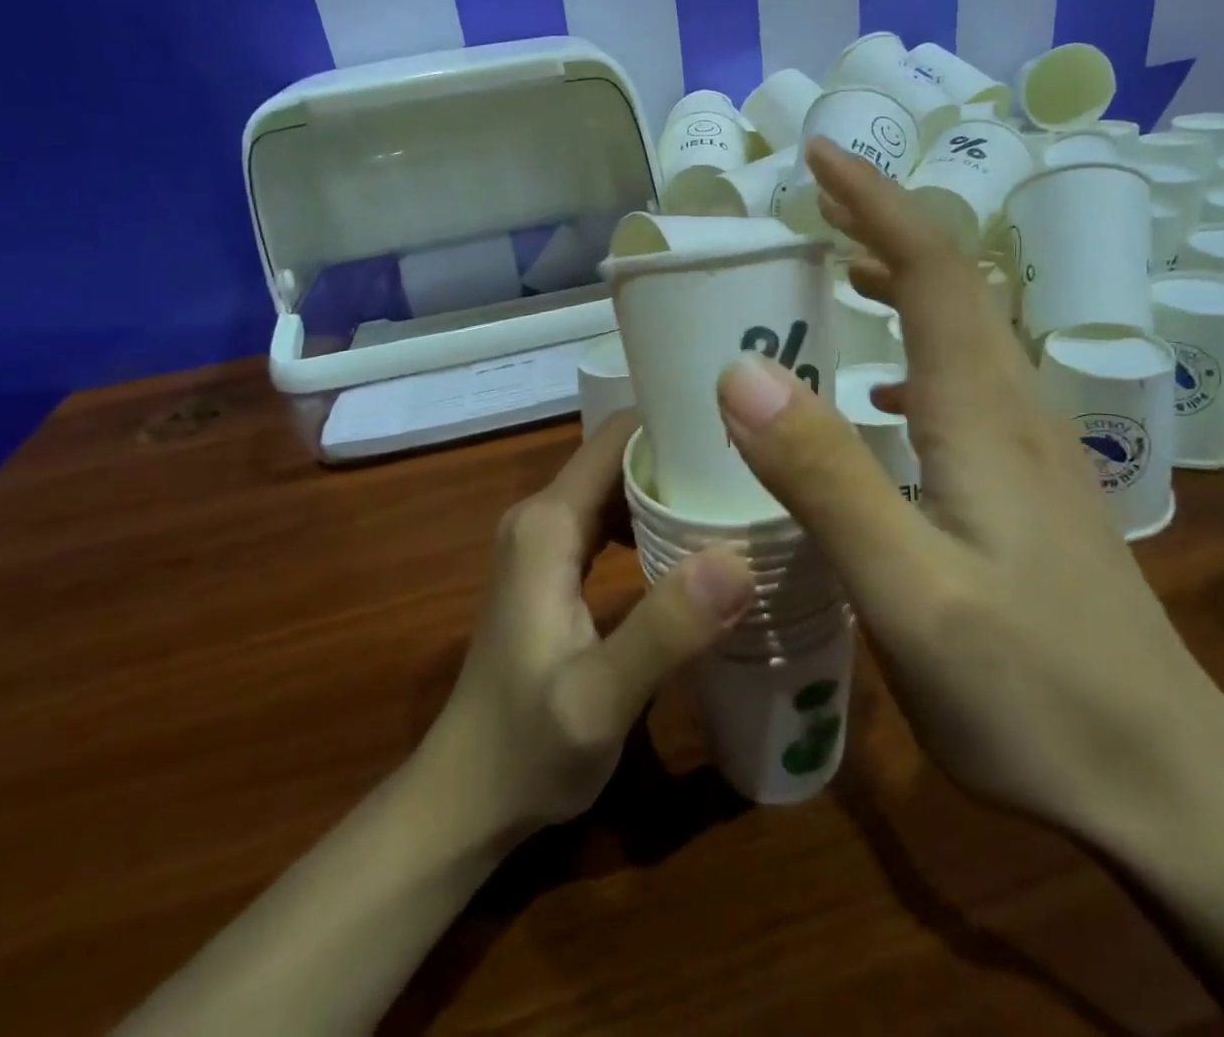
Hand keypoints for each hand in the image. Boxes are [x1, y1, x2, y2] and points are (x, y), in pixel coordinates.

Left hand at [424, 415, 756, 843]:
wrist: (467, 800)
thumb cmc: (527, 751)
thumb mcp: (600, 699)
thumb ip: (665, 629)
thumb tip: (738, 558)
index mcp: (548, 523)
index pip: (617, 436)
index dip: (675, 422)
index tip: (740, 431)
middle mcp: (543, 516)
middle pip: (622, 455)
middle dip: (684, 453)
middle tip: (756, 468)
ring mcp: (546, 541)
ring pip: (618, 486)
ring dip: (673, 485)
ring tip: (738, 496)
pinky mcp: (555, 567)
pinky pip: (612, 519)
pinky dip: (654, 518)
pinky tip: (697, 544)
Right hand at [713, 141, 1223, 842]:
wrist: (1166, 785)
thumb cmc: (1034, 692)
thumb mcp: (908, 591)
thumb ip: (825, 478)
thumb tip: (742, 372)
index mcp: (982, 414)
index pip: (931, 269)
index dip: (876, 201)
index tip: (821, 155)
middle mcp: (1014, 412)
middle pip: (954, 287)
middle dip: (884, 229)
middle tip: (815, 208)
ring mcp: (1032, 453)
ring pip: (965, 335)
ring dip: (901, 288)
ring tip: (835, 278)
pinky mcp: (1033, 492)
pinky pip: (967, 387)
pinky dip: (916, 357)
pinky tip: (883, 402)